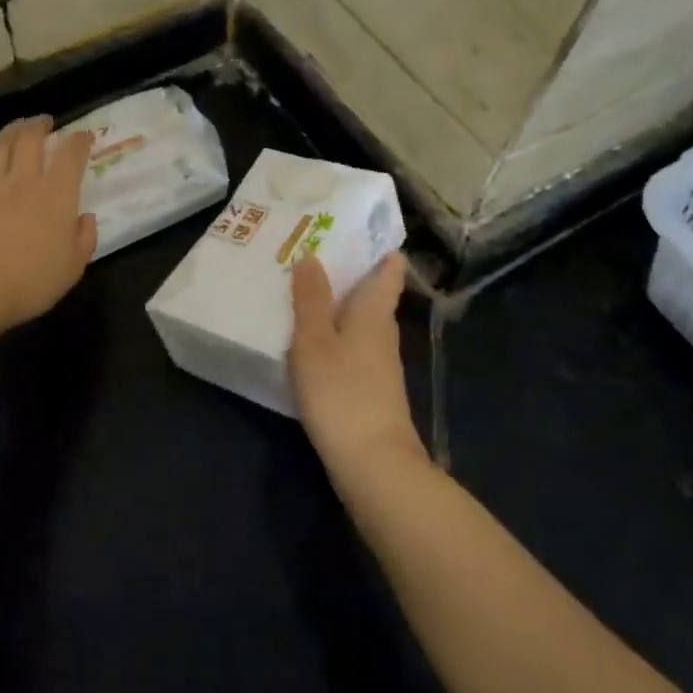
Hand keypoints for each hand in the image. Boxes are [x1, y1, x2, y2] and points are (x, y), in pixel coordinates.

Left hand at [0, 116, 97, 332]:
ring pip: (0, 147)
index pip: (71, 156)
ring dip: (10, 132)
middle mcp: (24, 182)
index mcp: (57, 195)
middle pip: (31, 139)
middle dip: (39, 125)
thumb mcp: (73, 267)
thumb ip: (84, 239)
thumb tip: (86, 218)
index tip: (83, 135)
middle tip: (44, 121)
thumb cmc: (32, 281)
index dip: (79, 141)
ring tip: (16, 127)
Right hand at [289, 253, 426, 479]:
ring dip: (338, 308)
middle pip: (373, 296)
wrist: (373, 464)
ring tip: (304, 295)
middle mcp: (383, 334)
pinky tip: (311, 344)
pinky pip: (353, 349)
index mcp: (375, 313)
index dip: (378, 248)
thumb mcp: (315, 340)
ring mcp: (380, 365)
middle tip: (312, 256)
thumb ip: (311, 299)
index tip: (354, 229)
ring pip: (361, 323)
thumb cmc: (342, 391)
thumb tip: (311, 256)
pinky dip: (335, 338)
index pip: (388, 270)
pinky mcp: (371, 390)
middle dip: (349, 275)